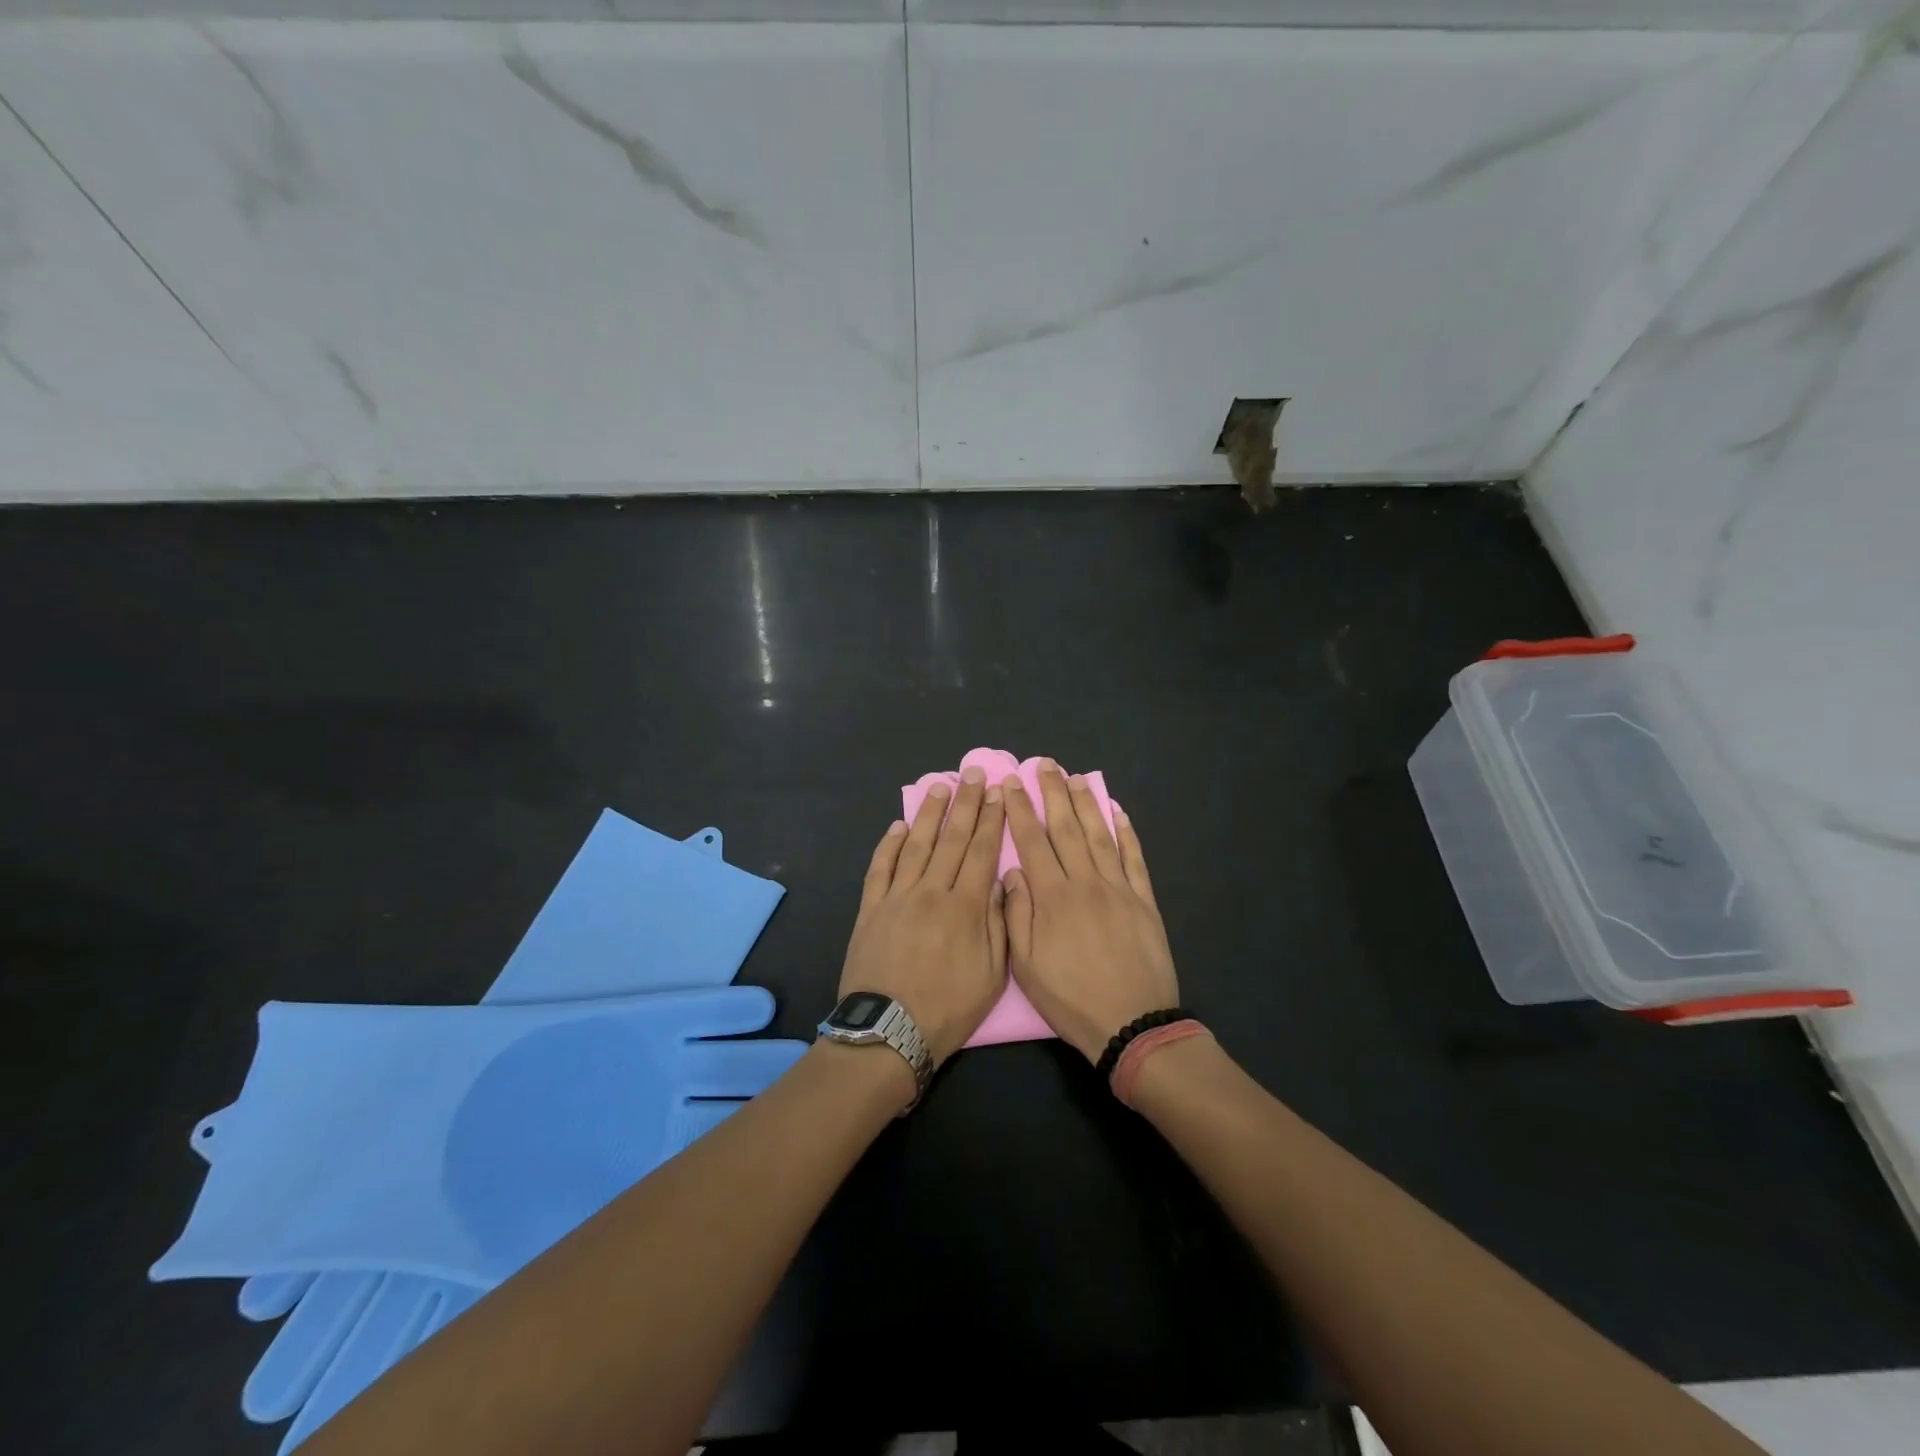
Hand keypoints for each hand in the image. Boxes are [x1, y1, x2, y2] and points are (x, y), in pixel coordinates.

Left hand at [838, 765, 1008, 1066]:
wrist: (888, 1032)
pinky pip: (880, 868)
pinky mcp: (870, 908)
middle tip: (972, 773)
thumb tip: (1001, 879)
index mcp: (966, 907)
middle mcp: (932, 891)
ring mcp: (897, 897)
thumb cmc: (948, 1008)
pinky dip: (889, 844)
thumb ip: (998, 922)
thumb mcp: (992, 974)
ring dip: (929, 814)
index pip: (981, 852)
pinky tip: (899, 825)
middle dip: (965, 804)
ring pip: (917, 845)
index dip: (991, 820)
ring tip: (940, 786)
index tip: (997, 792)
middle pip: (951, 839)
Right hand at [1001, 764, 1179, 1063]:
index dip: (1020, 810)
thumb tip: (1011, 872)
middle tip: (1044, 764)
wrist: (1132, 1024)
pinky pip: (1134, 858)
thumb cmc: (1071, 999)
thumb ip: (1016, 914)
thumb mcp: (1027, 966)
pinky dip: (1126, 832)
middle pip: (1066, 828)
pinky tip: (1117, 812)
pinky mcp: (1144, 900)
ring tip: (1075, 778)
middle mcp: (1085, 882)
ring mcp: (1119, 888)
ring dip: (1086, 804)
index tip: (1011, 783)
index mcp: (1053, 897)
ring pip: (1099, 835)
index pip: (1032, 842)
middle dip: (1053, 793)